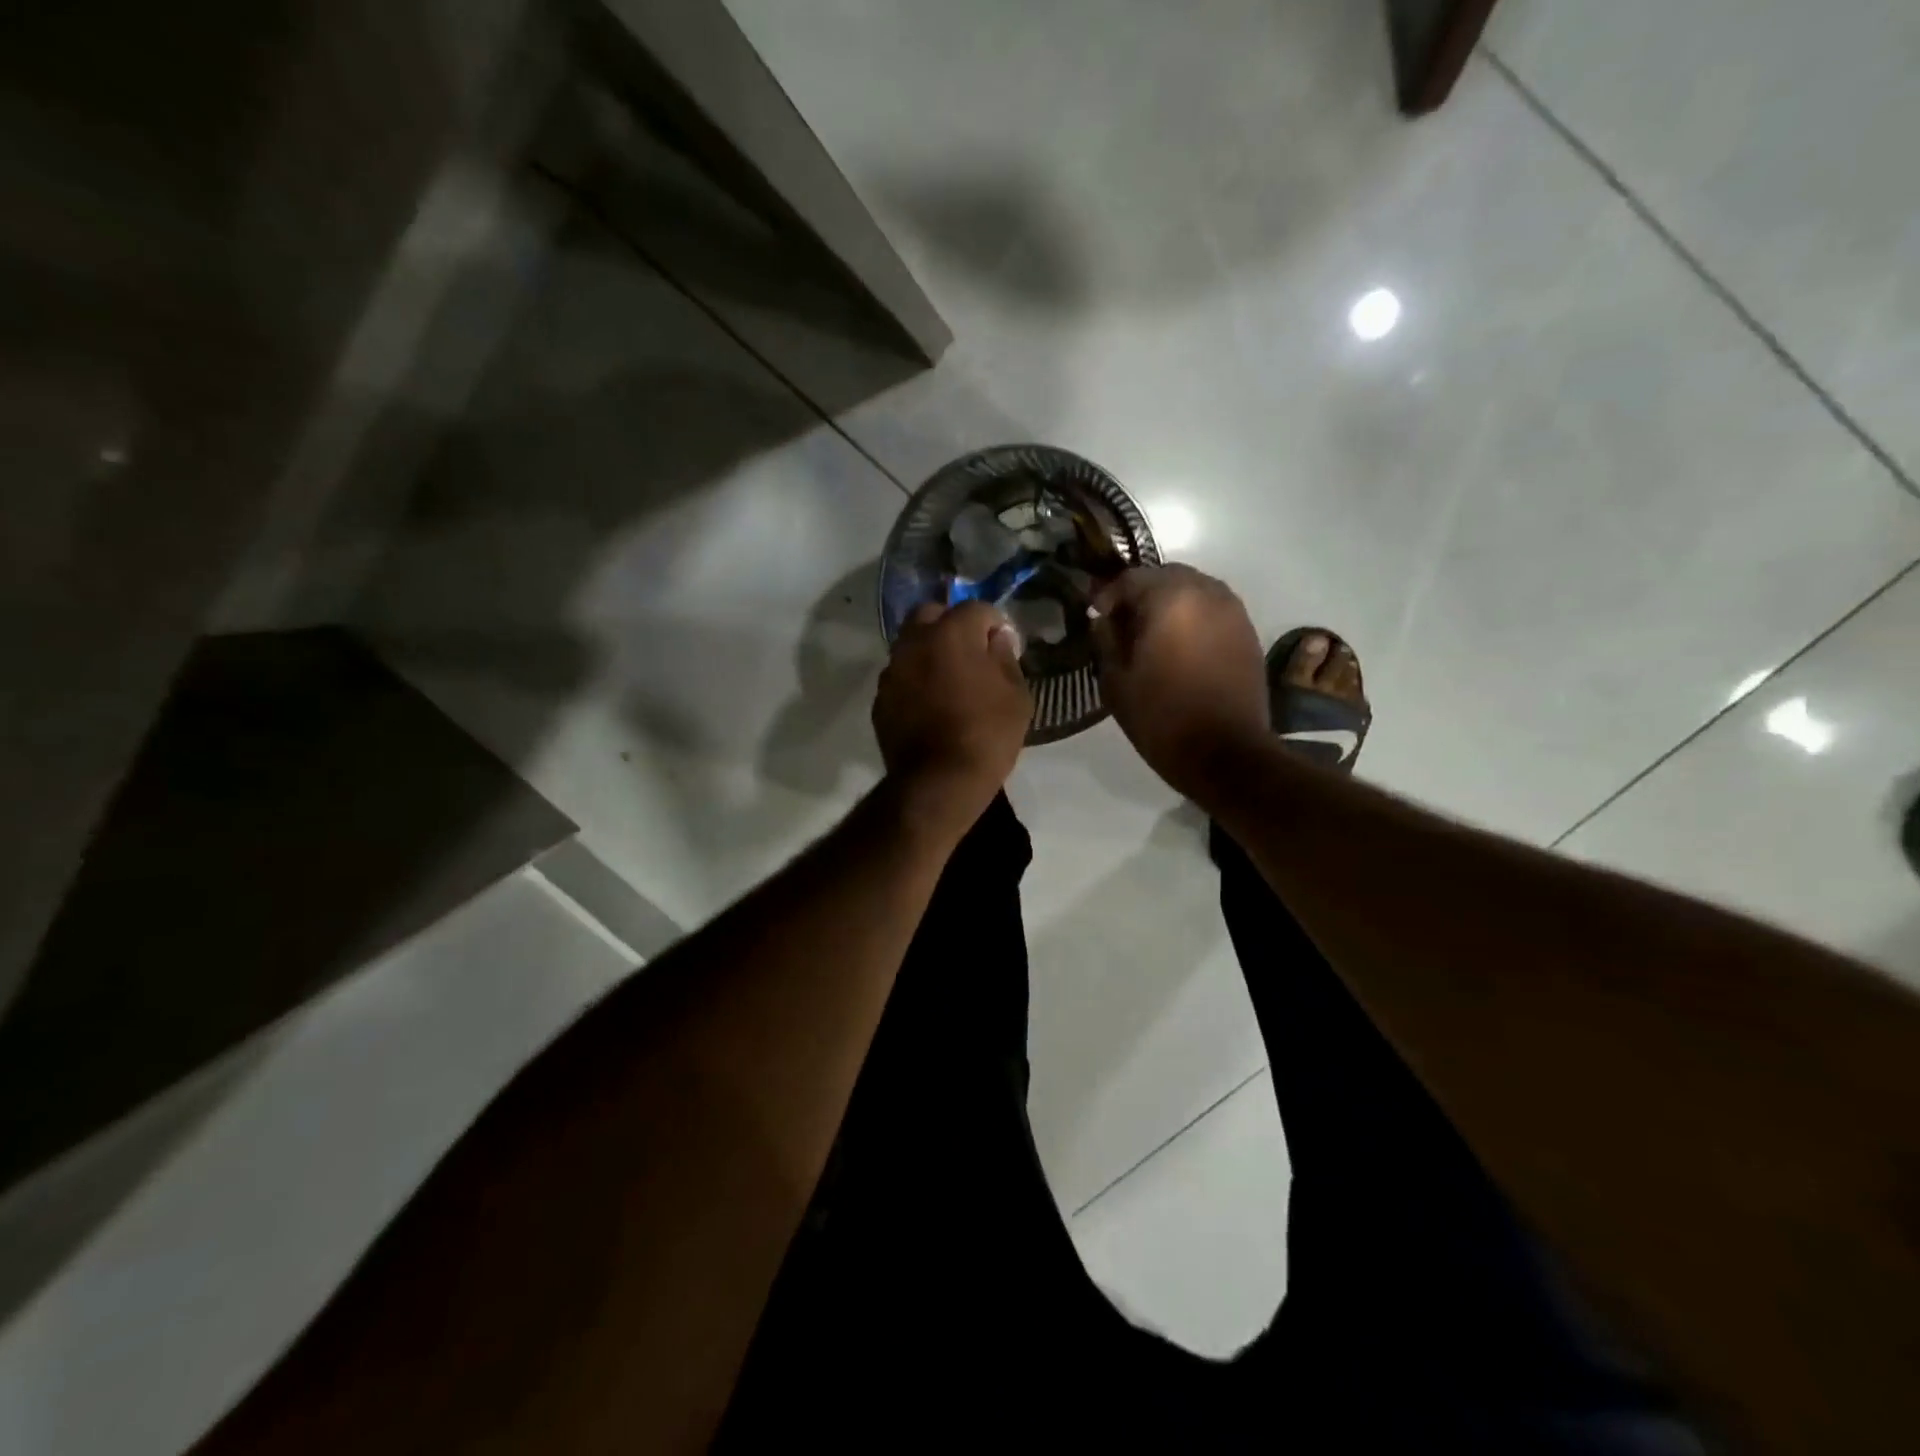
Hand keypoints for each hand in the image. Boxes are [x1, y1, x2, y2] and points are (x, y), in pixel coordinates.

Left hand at [873, 600, 1031, 841]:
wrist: (938, 782)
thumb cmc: (987, 735)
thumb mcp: (1016, 695)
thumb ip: (1006, 658)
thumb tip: (997, 639)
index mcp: (951, 633)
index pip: (976, 608)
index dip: (995, 623)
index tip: (1005, 645)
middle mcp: (915, 642)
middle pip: (932, 615)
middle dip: (952, 625)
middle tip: (971, 652)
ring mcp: (892, 670)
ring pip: (911, 645)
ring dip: (930, 652)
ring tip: (949, 680)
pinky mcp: (880, 699)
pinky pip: (901, 676)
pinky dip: (915, 680)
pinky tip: (930, 704)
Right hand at [1091, 565, 1269, 803]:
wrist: (1225, 753)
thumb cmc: (1161, 717)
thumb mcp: (1116, 680)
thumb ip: (1106, 639)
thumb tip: (1104, 620)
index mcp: (1170, 598)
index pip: (1131, 577)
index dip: (1107, 594)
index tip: (1095, 616)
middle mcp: (1207, 592)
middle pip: (1166, 576)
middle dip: (1141, 594)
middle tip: (1123, 623)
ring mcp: (1233, 611)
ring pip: (1193, 590)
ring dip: (1170, 604)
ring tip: (1153, 636)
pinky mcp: (1248, 632)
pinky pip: (1213, 611)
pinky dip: (1193, 618)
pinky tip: (1181, 648)